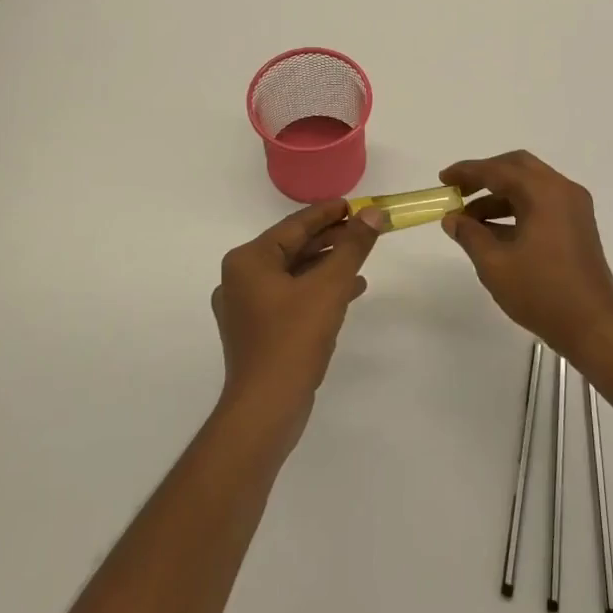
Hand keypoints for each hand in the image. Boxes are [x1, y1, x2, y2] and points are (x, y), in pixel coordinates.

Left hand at [211, 200, 383, 415]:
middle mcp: (239, 279)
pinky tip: (348, 292)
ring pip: (293, 274)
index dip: (328, 213)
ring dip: (327, 266)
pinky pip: (290, 298)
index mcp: (248, 261)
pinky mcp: (257, 332)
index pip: (294, 225)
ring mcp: (245, 308)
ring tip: (361, 259)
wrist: (266, 408)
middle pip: (292, 248)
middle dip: (331, 240)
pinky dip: (317, 291)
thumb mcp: (330, 287)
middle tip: (364, 229)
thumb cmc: (293, 339)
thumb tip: (373, 213)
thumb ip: (352, 246)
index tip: (355, 204)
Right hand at [439, 152, 612, 364]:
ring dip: (499, 196)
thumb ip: (470, 235)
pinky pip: (542, 204)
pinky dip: (516, 209)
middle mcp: (562, 191)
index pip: (498, 170)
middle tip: (458, 192)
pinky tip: (493, 232)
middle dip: (485, 176)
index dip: (467, 172)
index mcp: (544, 193)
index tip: (443, 180)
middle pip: (518, 168)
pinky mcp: (577, 226)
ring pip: (530, 186)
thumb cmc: (541, 292)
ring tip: (468, 221)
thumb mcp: (495, 264)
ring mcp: (573, 208)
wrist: (593, 326)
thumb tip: (452, 219)